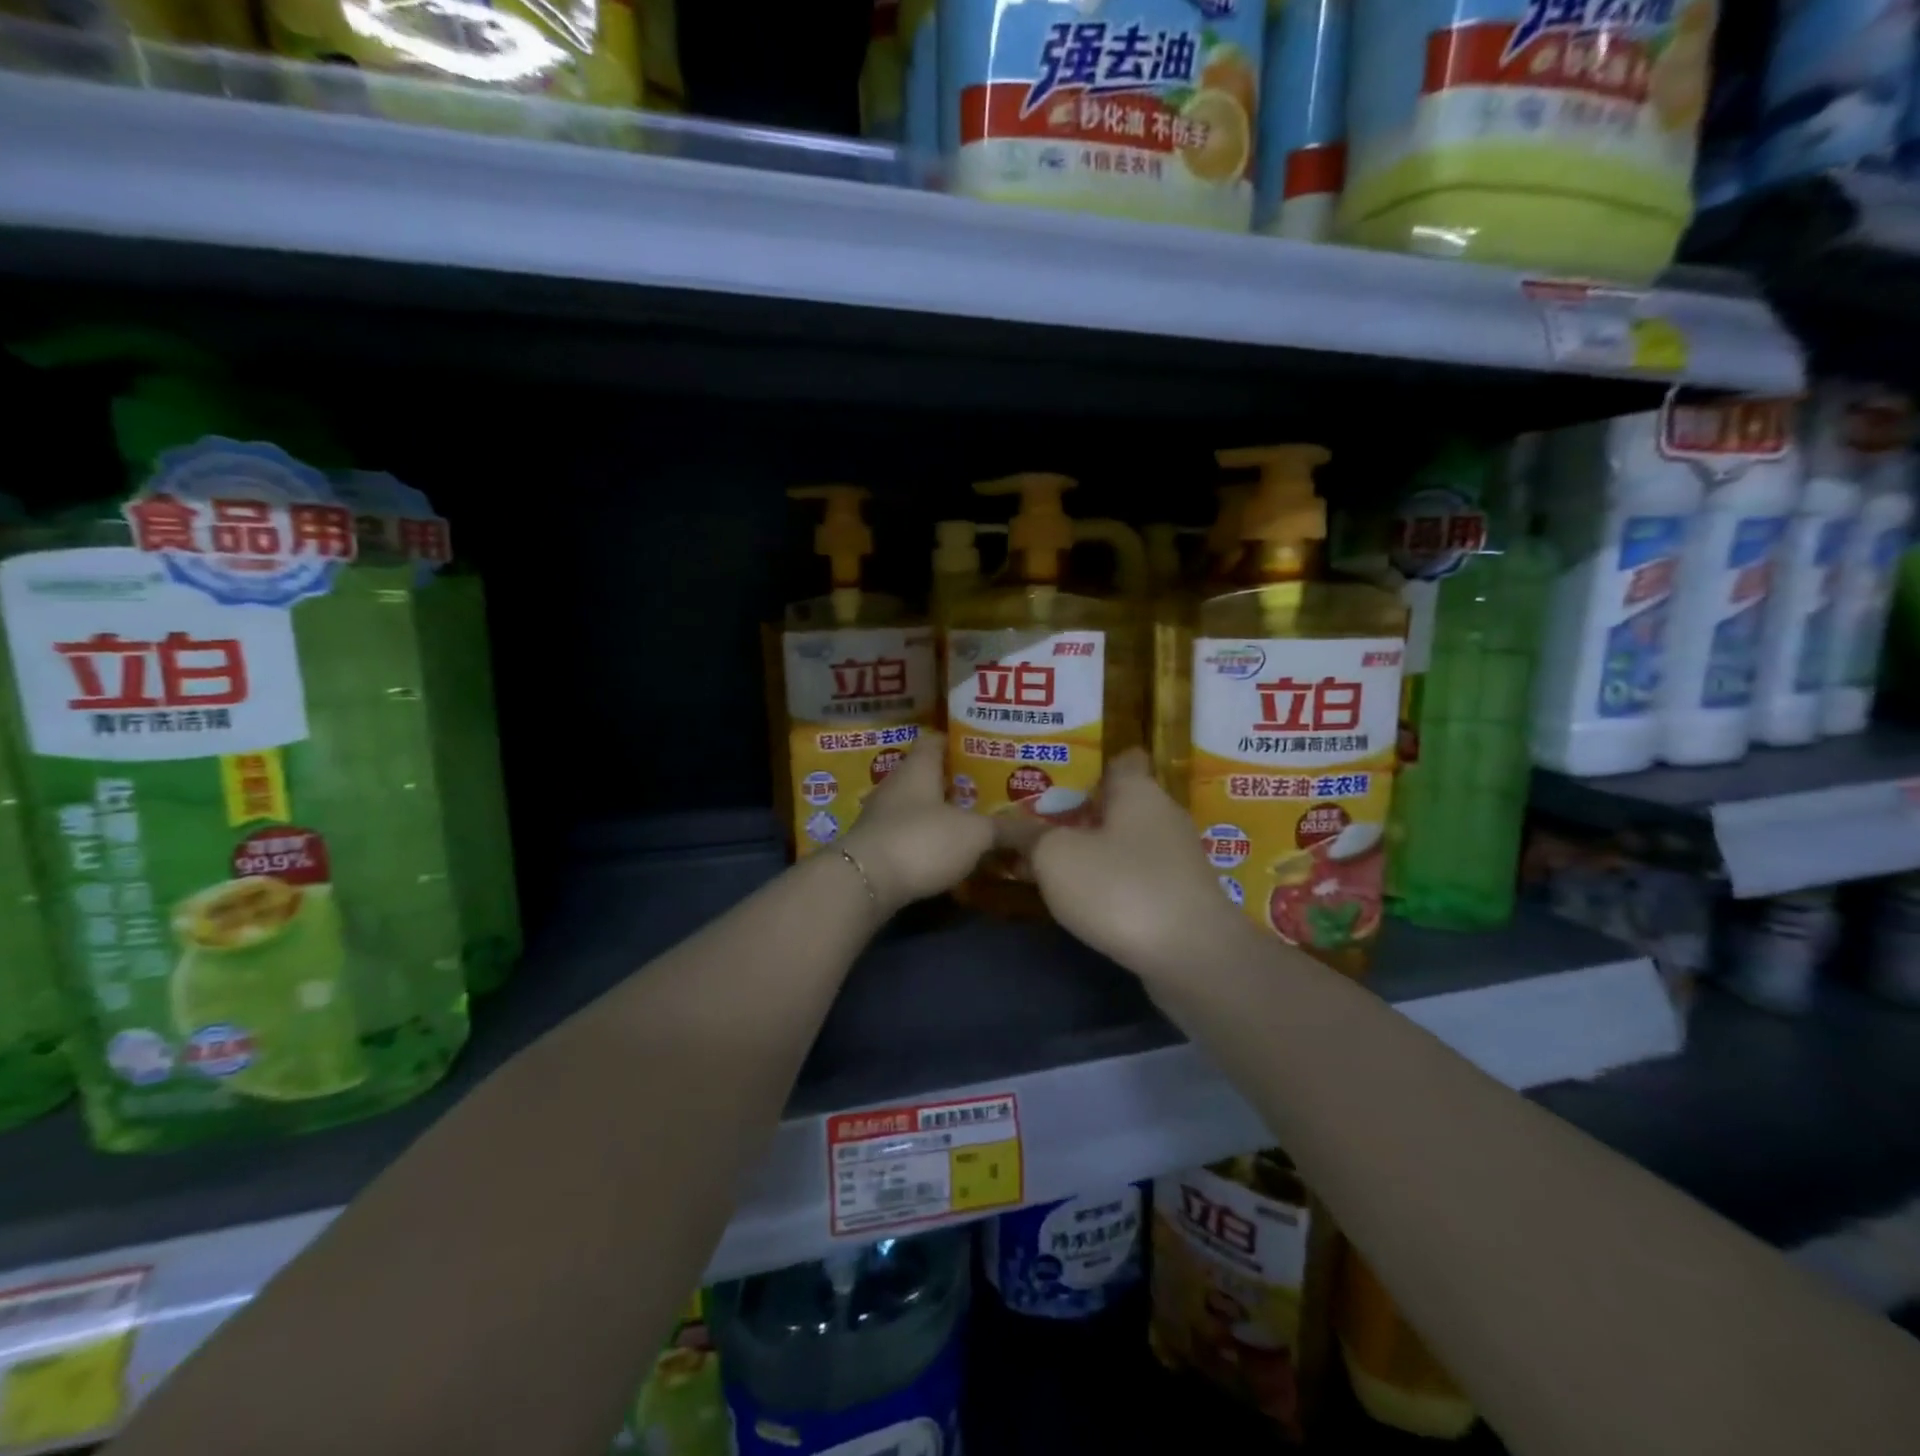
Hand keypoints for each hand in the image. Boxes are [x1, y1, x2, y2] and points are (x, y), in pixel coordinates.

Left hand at [840, 732, 992, 916]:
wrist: (865, 882)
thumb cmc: (922, 840)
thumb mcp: (974, 834)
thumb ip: (1003, 828)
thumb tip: (1034, 827)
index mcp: (918, 768)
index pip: (936, 741)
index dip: (958, 742)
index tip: (983, 749)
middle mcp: (895, 785)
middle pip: (927, 775)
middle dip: (955, 783)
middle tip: (988, 791)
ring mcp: (881, 817)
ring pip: (917, 806)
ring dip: (941, 814)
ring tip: (974, 823)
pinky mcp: (875, 846)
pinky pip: (908, 834)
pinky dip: (928, 839)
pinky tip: (947, 853)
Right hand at [1023, 749, 1256, 982]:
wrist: (1192, 958)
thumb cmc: (1121, 888)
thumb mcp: (1056, 857)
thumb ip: (1029, 836)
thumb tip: (1006, 824)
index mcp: (1138, 790)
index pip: (1121, 758)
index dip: (1091, 763)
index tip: (1058, 775)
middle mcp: (1163, 816)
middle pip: (1119, 804)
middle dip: (1081, 812)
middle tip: (1037, 821)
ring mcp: (1177, 859)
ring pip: (1127, 842)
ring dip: (1094, 850)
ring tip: (1051, 860)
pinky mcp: (1181, 897)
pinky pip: (1137, 876)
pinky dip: (1112, 882)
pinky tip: (1085, 899)